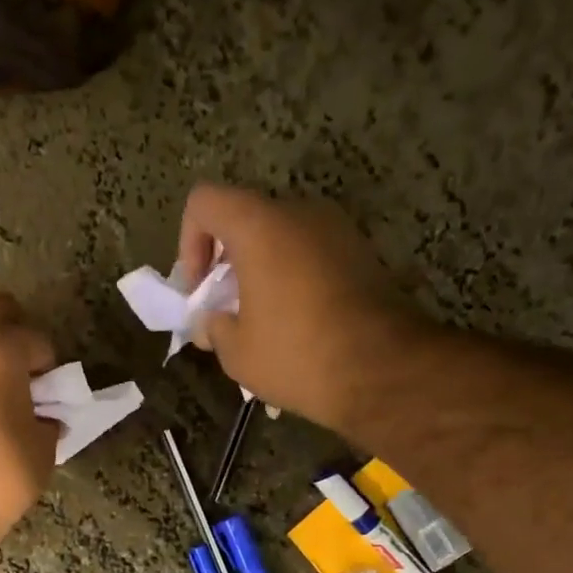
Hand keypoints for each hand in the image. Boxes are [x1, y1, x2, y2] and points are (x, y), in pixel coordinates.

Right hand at [178, 184, 421, 430]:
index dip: (189, 242)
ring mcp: (337, 230)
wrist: (384, 370)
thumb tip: (211, 321)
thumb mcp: (236, 352)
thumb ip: (212, 327)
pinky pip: (311, 255)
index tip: (200, 289)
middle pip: (245, 220)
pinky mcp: (361, 253)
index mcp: (259, 225)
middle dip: (227, 263)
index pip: (204, 201)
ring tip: (261, 323)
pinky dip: (293, 279)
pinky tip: (297, 326)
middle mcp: (300, 212)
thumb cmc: (297, 356)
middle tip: (226, 310)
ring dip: (261, 272)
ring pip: (280, 239)